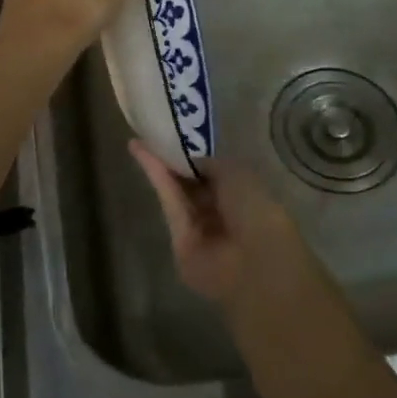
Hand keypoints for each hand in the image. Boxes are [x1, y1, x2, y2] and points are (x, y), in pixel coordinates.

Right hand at [130, 141, 312, 309]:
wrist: (253, 262)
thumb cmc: (256, 210)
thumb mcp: (237, 173)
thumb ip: (210, 163)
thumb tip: (192, 159)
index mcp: (244, 195)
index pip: (214, 172)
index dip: (195, 155)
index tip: (177, 135)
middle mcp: (221, 212)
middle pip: (192, 182)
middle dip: (175, 160)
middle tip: (153, 135)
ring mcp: (200, 228)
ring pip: (178, 191)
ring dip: (161, 166)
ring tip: (140, 140)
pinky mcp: (178, 239)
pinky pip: (169, 203)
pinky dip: (157, 178)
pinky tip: (143, 155)